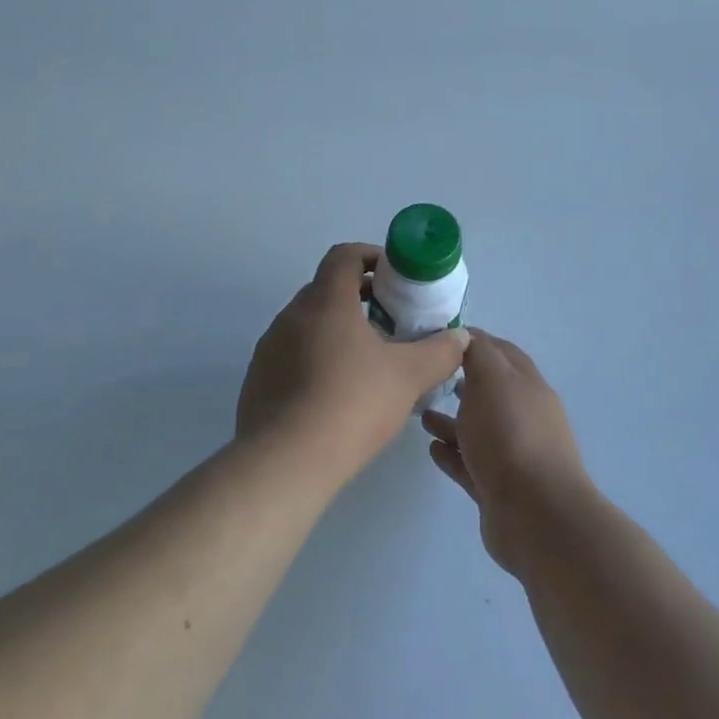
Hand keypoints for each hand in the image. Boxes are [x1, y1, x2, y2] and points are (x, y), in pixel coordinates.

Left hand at [237, 243, 469, 489]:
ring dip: (338, 331)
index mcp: (325, 301)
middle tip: (391, 324)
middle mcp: (291, 315)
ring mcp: (270, 347)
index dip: (372, 257)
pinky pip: (293, 355)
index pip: (344, 255)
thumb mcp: (408, 377)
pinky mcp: (258, 379)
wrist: (285, 462)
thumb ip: (439, 352)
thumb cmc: (351, 404)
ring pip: (309, 324)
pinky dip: (317, 359)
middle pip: (327, 289)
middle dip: (361, 298)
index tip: (396, 279)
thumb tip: (460, 337)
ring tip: (368, 363)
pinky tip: (337, 394)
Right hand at [422, 331, 589, 578]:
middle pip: (489, 392)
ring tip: (420, 414)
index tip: (437, 337)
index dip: (472, 341)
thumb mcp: (492, 378)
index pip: (499, 352)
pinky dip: (452, 454)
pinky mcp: (497, 489)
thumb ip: (478, 353)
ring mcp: (512, 455)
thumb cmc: (511, 434)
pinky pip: (470, 464)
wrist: (535, 514)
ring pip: (477, 430)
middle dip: (461, 382)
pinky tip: (431, 449)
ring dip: (451, 420)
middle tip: (426, 376)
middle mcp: (523, 416)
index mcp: (526, 385)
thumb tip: (466, 336)